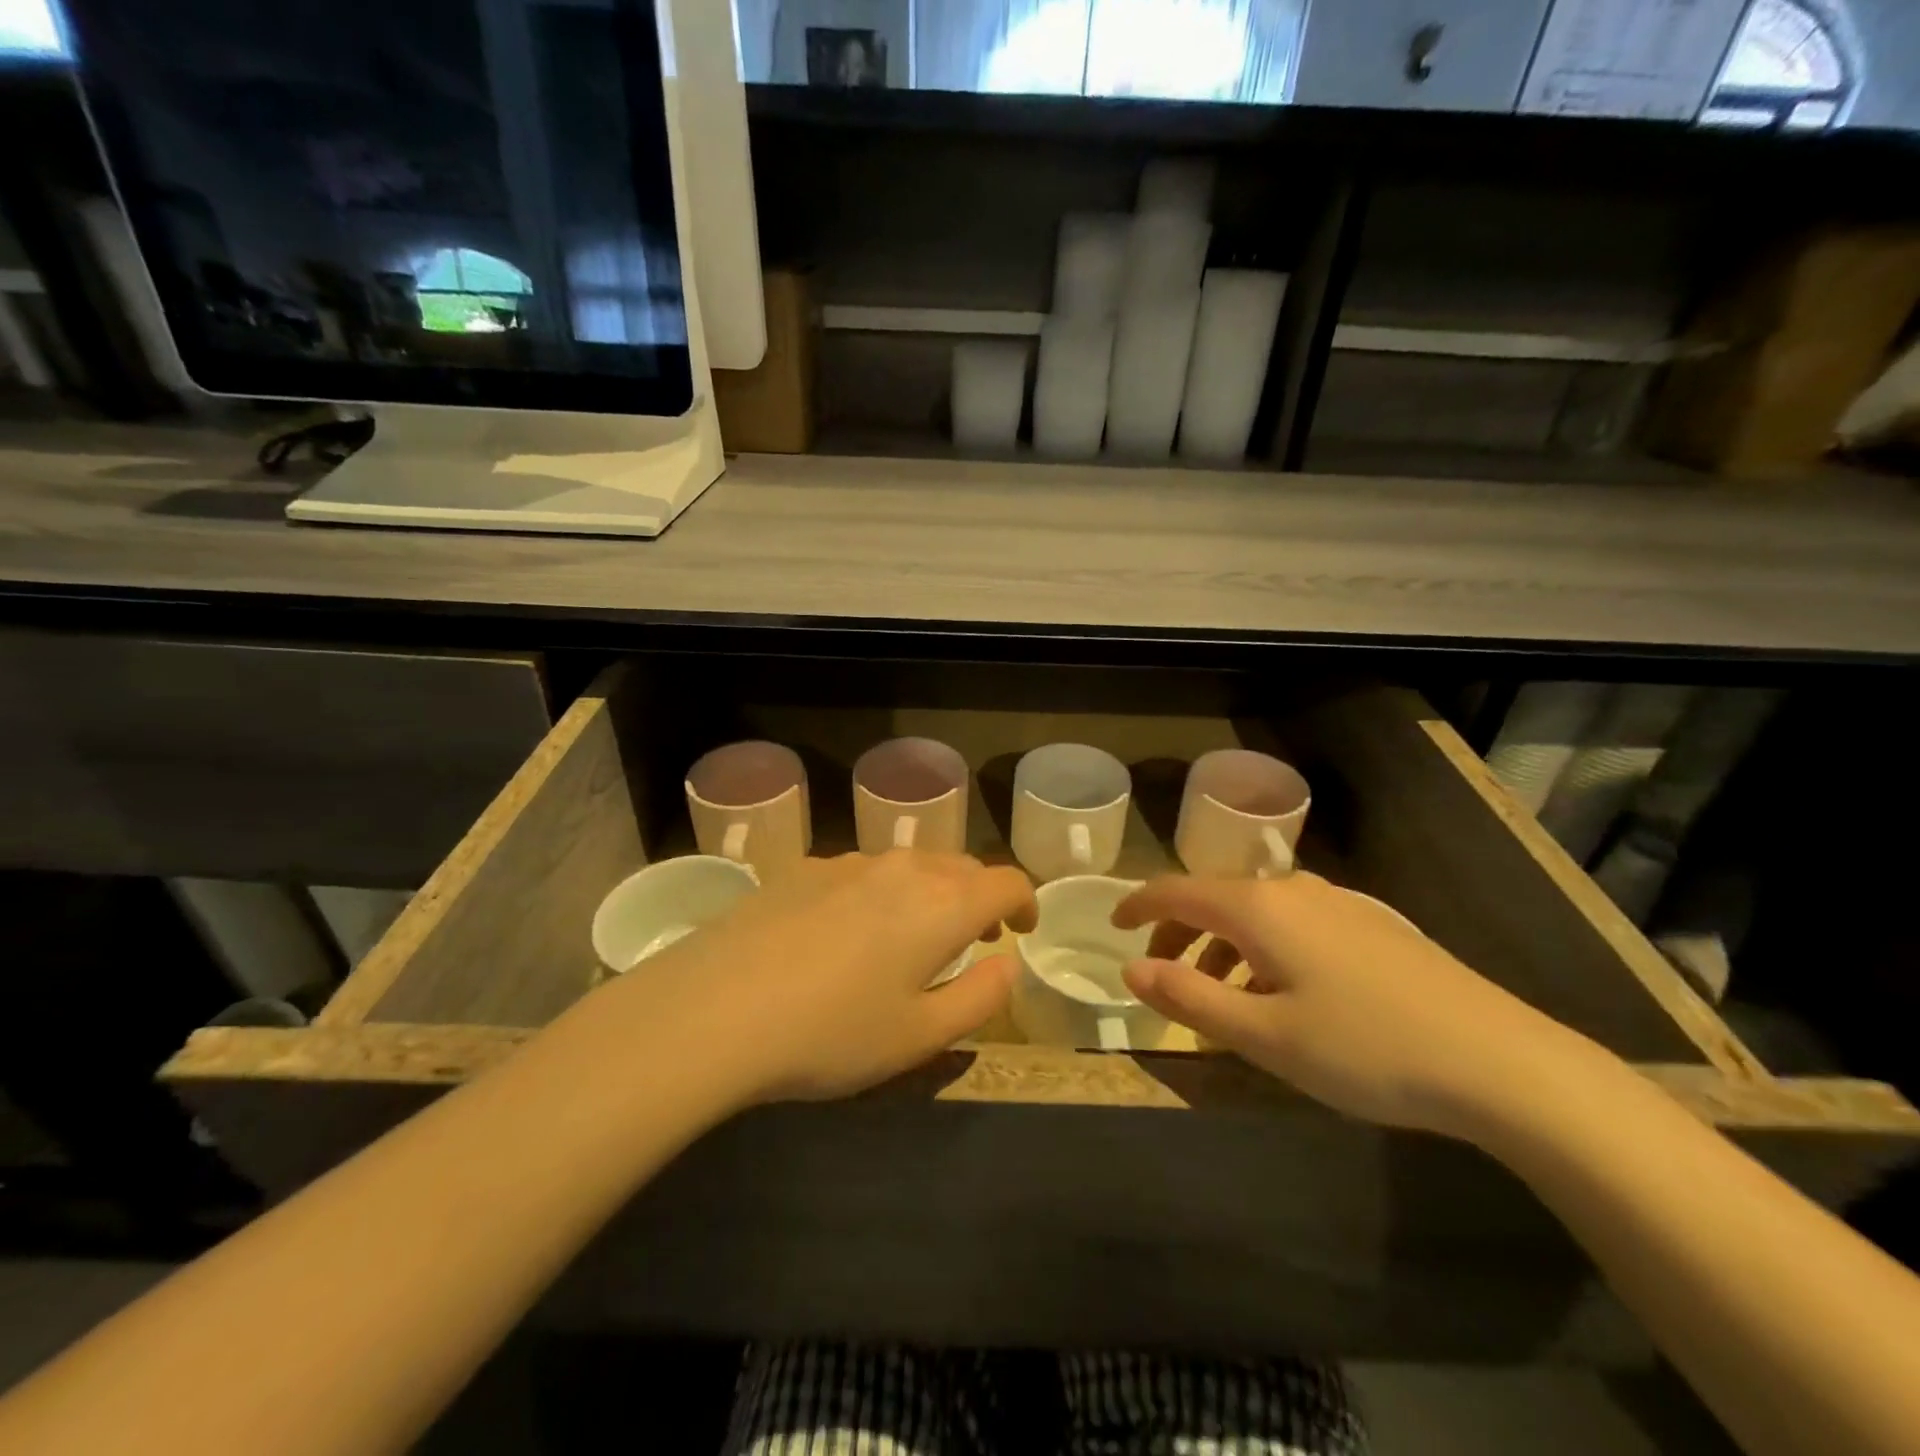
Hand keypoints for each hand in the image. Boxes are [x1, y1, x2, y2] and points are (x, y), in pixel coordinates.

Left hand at [601, 851, 1034, 1107]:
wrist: (714, 1009)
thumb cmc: (832, 1033)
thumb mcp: (920, 1037)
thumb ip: (979, 998)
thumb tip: (1007, 964)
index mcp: (942, 904)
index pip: (1006, 881)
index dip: (1025, 902)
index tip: (1022, 929)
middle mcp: (901, 868)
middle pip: (960, 867)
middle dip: (978, 897)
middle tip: (975, 939)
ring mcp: (847, 863)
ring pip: (908, 865)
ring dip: (928, 893)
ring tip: (912, 936)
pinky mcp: (801, 868)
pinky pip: (860, 872)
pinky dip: (879, 893)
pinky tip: (846, 934)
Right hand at [1111, 874, 1590, 1138]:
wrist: (1500, 1060)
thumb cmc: (1365, 1048)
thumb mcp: (1264, 1036)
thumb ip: (1189, 998)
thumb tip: (1131, 969)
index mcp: (1259, 909)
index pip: (1176, 890)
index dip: (1138, 904)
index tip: (1114, 925)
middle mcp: (1294, 891)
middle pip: (1216, 898)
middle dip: (1179, 930)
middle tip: (1161, 971)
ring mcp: (1340, 904)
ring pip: (1258, 913)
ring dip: (1223, 944)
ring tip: (1221, 995)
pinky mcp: (1373, 926)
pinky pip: (1295, 924)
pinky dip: (1265, 948)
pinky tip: (1284, 993)